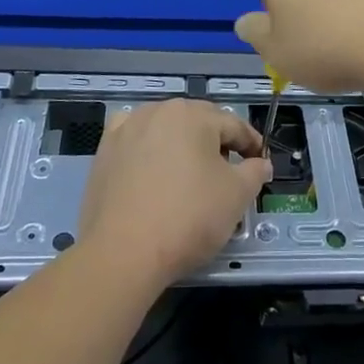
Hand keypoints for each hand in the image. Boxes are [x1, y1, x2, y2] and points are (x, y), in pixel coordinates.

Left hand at [78, 100, 271, 286]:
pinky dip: (147, 149)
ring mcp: (127, 128)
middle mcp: (158, 110)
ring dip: (181, 145)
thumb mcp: (237, 196)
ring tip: (190, 174)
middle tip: (229, 172)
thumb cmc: (189, 218)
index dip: (251, 144)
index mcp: (193, 114)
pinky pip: (134, 141)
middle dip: (216, 143)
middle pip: (197, 123)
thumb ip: (254, 172)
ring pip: (165, 129)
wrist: (123, 253)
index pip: (233, 124)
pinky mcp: (104, 151)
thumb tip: (260, 163)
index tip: (259, 162)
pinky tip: (151, 168)